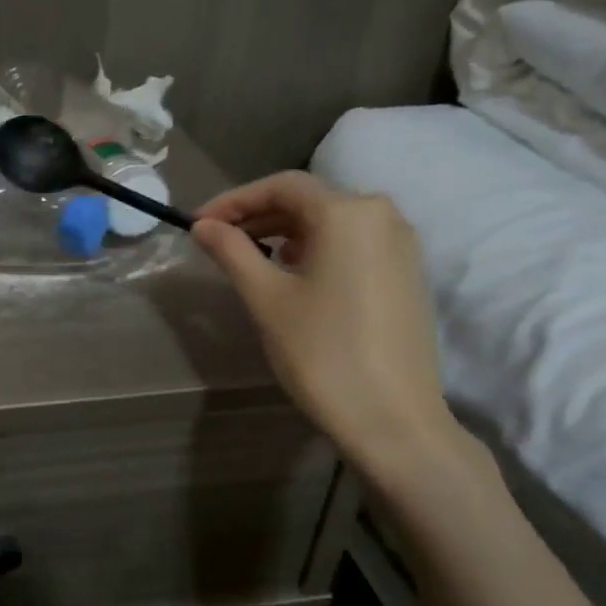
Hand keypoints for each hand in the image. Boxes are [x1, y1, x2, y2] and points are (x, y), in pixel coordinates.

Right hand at [193, 173, 453, 469]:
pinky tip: (291, 272)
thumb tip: (202, 226)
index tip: (198, 223)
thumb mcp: (266, 298)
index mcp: (348, 213)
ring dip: (284, 231)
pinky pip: (353, 242)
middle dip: (258, 215)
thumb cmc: (322, 352)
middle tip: (216, 240)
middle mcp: (382, 215)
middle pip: (309, 199)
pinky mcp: (407, 273)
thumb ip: (232, 252)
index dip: (234, 200)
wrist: (393, 419)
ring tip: (248, 256)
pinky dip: (315, 247)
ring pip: (331, 221)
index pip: (282, 186)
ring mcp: (401, 245)